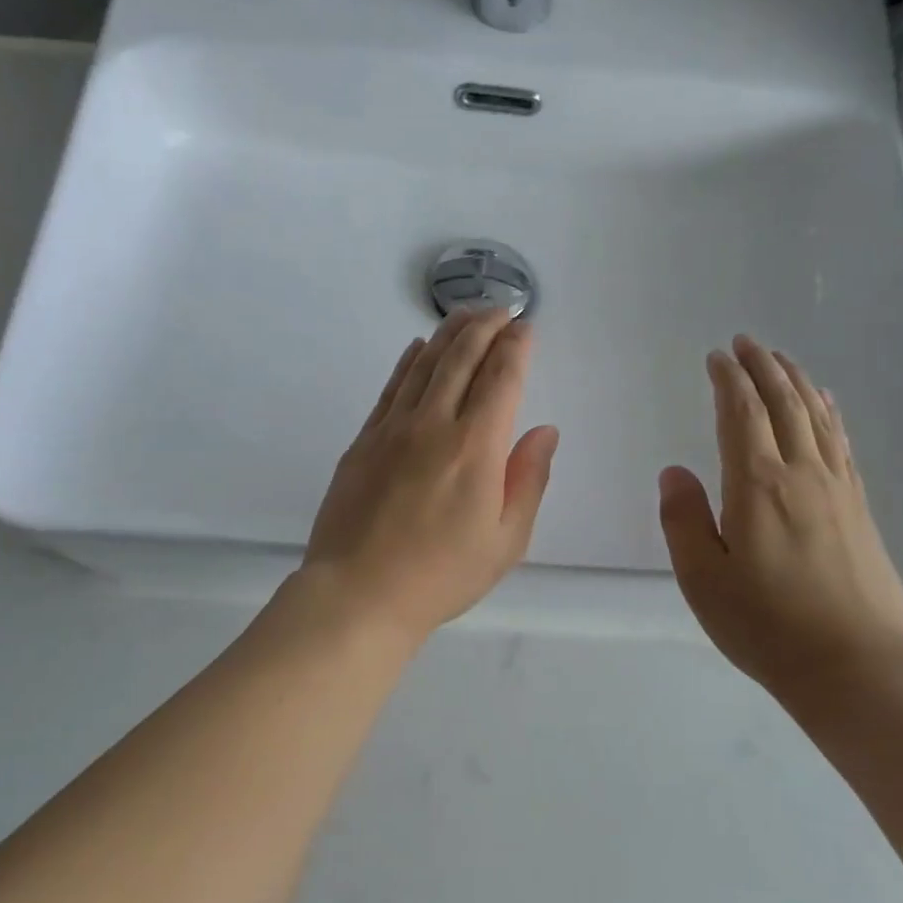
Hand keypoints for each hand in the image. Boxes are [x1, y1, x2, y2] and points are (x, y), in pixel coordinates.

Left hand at [302, 308, 558, 643]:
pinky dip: (409, 361)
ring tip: (467, 314)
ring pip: (425, 364)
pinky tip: (418, 347)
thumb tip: (544, 431)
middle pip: (462, 358)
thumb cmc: (441, 575)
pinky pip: (391, 387)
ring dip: (449, 333)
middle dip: (486, 326)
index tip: (526, 328)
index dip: (516, 347)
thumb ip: (528, 479)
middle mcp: (434, 424)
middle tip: (502, 308)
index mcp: (476, 447)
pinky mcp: (364, 440)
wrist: (358, 593)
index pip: (502, 378)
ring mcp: (393, 428)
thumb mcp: (505, 540)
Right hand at [658, 336, 902, 699]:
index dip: (729, 380)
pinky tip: (825, 406)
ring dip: (796, 381)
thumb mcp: (702, 579)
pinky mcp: (859, 508)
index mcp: (757, 485)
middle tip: (746, 342)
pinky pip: (841, 442)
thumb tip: (675, 472)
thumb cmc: (767, 625)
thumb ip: (683, 520)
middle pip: (783, 403)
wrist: (857, 666)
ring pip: (816, 417)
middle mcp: (801, 474)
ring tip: (781, 359)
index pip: (741, 415)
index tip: (717, 357)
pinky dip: (829, 413)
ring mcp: (837, 489)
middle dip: (763, 367)